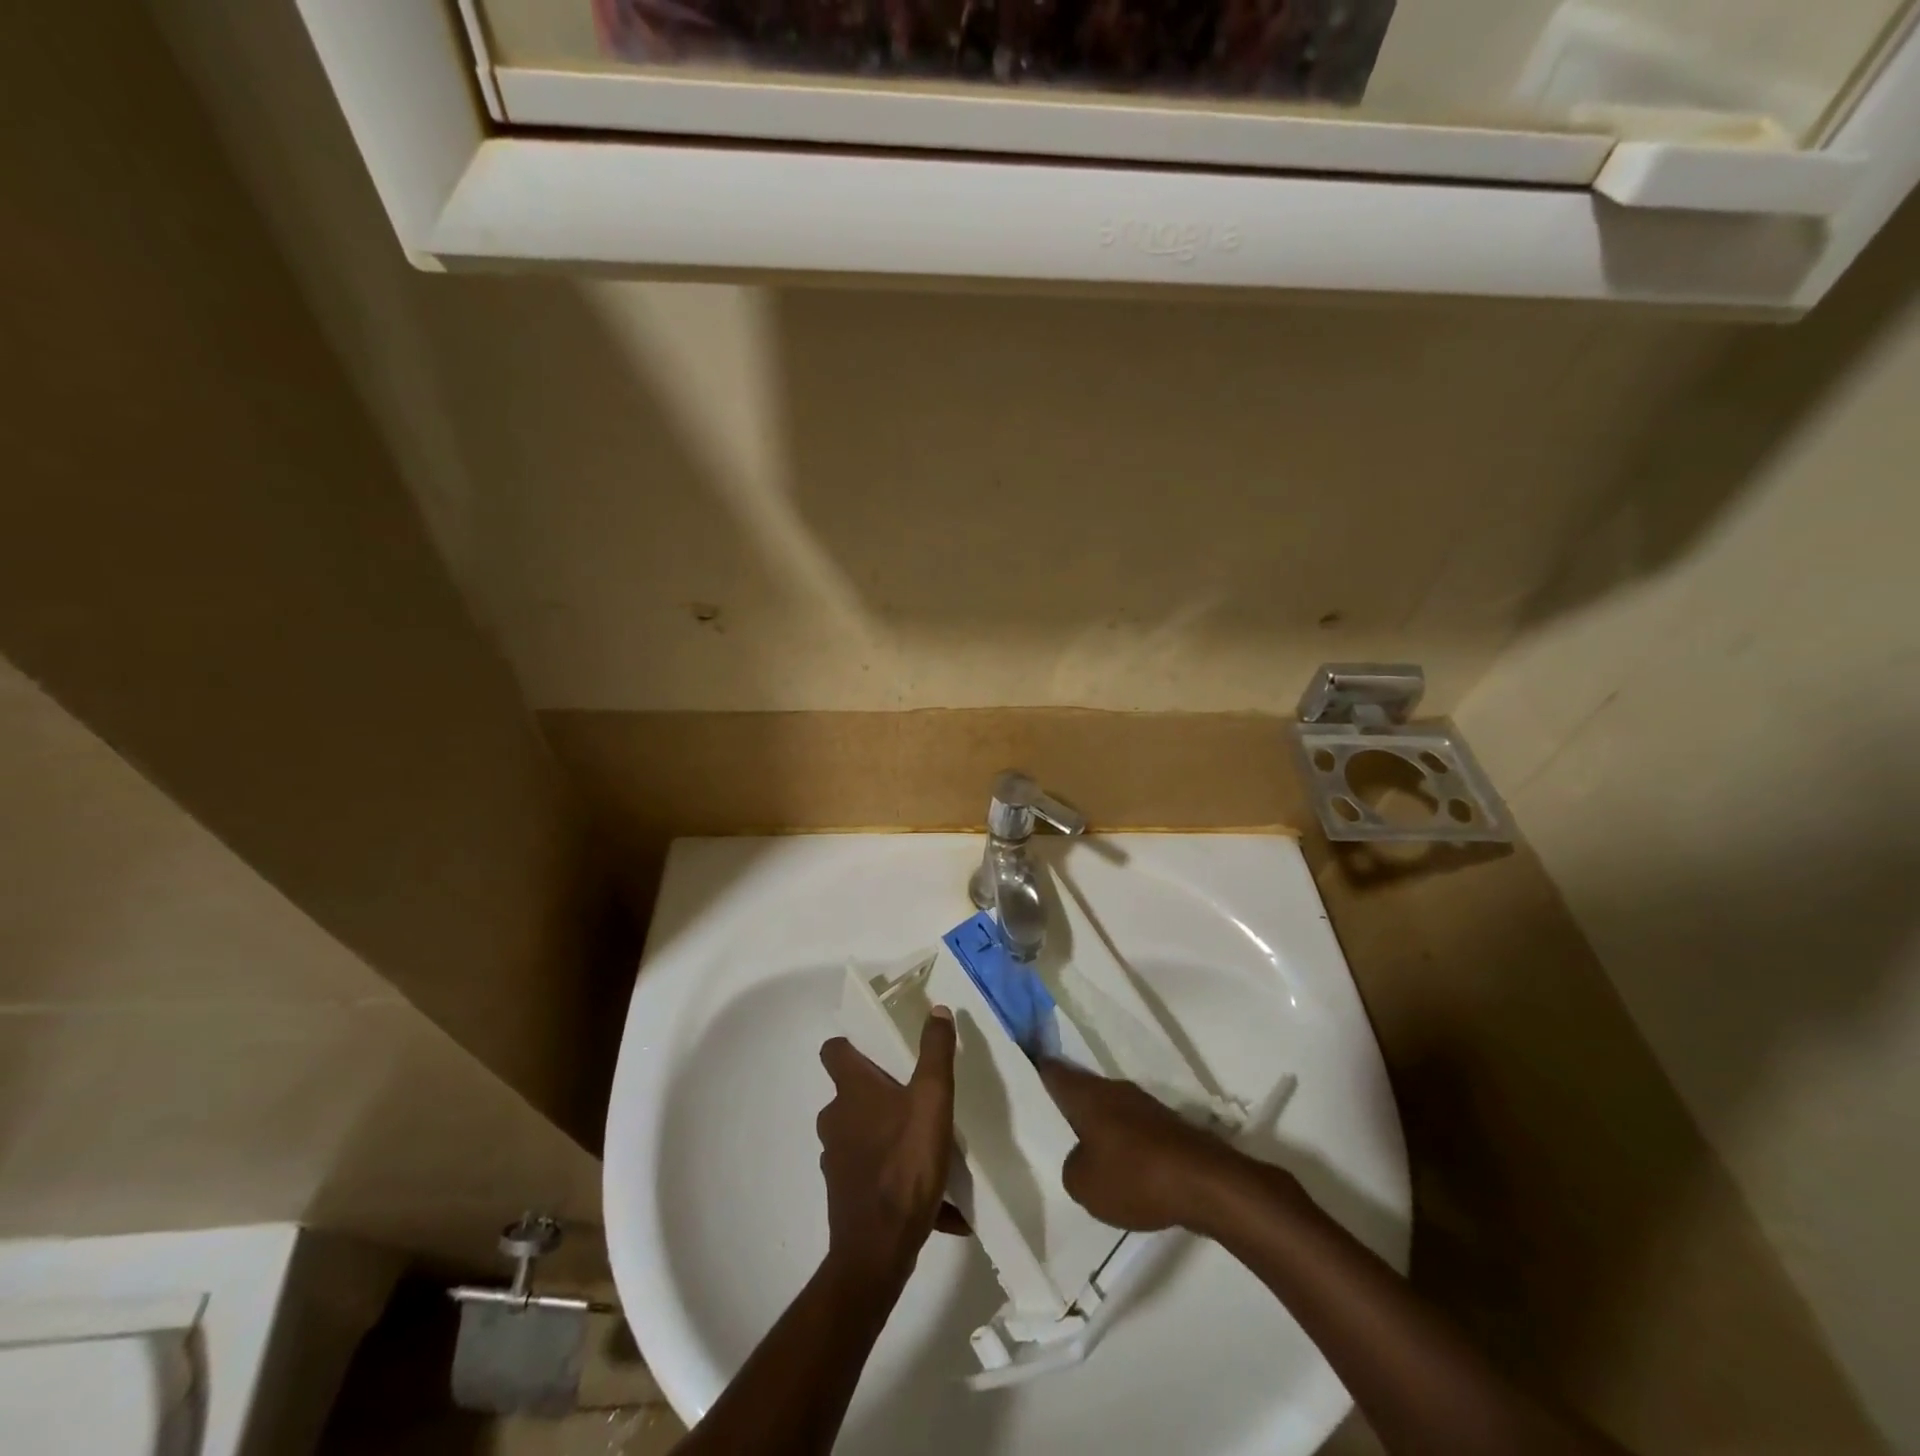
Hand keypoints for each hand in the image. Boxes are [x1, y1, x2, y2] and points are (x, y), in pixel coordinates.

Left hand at [816, 1009, 959, 1284]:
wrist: (879, 1250)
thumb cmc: (905, 1162)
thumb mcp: (932, 1100)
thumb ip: (935, 1053)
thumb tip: (936, 1010)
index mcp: (852, 1091)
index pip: (834, 1051)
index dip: (850, 1046)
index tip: (876, 1049)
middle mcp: (836, 1120)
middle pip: (852, 1096)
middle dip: (881, 1096)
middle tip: (917, 1100)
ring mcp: (837, 1160)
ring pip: (865, 1137)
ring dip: (892, 1139)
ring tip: (932, 1153)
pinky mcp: (846, 1195)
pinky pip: (876, 1177)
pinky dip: (900, 1181)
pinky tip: (940, 1205)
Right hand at [1038, 1059, 1249, 1231]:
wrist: (1205, 1183)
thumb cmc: (1134, 1176)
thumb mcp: (1084, 1185)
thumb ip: (1072, 1168)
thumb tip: (1082, 1159)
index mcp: (1088, 1095)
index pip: (1055, 1072)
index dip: (1039, 1069)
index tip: (1025, 1063)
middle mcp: (1114, 1090)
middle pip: (1084, 1089)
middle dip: (1069, 1103)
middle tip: (1050, 1118)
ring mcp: (1144, 1105)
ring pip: (1110, 1109)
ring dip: (1099, 1125)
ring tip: (1085, 1150)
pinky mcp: (1167, 1126)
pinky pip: (1133, 1128)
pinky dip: (1124, 1142)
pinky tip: (1123, 1167)